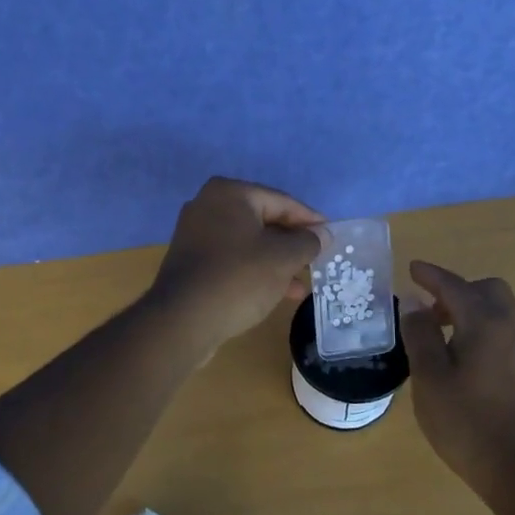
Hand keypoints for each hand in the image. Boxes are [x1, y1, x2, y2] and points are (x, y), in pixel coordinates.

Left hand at [147, 177, 326, 352]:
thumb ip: (307, 242)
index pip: (282, 202)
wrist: (182, 321)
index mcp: (230, 193)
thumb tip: (322, 234)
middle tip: (317, 260)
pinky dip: (255, 270)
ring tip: (302, 284)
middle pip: (264, 221)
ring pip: (249, 243)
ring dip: (276, 261)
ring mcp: (196, 234)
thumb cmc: (238, 278)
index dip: (310, 220)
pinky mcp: (191, 261)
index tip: (331, 237)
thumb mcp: (282, 259)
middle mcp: (208, 205)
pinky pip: (232, 259)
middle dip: (292, 244)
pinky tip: (277, 292)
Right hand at [399, 260, 514, 497]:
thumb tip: (415, 306)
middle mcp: (508, 328)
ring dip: (467, 309)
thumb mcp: (430, 377)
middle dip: (456, 290)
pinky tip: (456, 354)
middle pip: (486, 290)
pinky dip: (477, 327)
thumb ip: (421, 336)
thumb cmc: (466, 421)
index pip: (454, 286)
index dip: (431, 276)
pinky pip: (499, 331)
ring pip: (495, 310)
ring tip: (436, 332)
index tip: (412, 268)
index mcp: (484, 323)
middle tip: (428, 307)